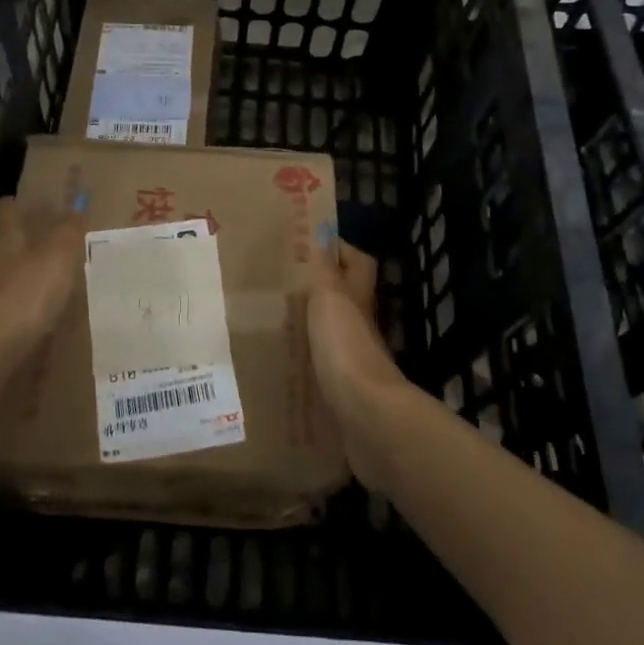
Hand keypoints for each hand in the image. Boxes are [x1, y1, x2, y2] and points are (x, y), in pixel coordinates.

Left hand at [0, 197, 86, 359]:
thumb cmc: (25, 292)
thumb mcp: (60, 255)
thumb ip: (70, 229)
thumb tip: (78, 204)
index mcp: (4, 234)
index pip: (6, 207)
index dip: (23, 206)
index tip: (45, 211)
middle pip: (4, 241)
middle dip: (27, 243)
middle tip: (59, 250)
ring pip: (3, 274)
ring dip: (23, 277)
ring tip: (54, 287)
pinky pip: (2, 306)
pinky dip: (18, 308)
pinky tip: (38, 319)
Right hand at [308, 239, 412, 489]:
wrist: (365, 414)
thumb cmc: (344, 344)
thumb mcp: (329, 296)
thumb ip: (324, 268)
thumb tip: (324, 230)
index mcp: (358, 296)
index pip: (358, 262)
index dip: (341, 250)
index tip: (311, 243)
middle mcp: (362, 323)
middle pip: (348, 296)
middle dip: (323, 287)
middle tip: (285, 283)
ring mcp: (357, 357)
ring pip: (337, 330)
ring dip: (315, 324)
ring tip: (279, 319)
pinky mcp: (347, 389)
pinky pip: (327, 364)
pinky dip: (311, 358)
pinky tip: (287, 360)